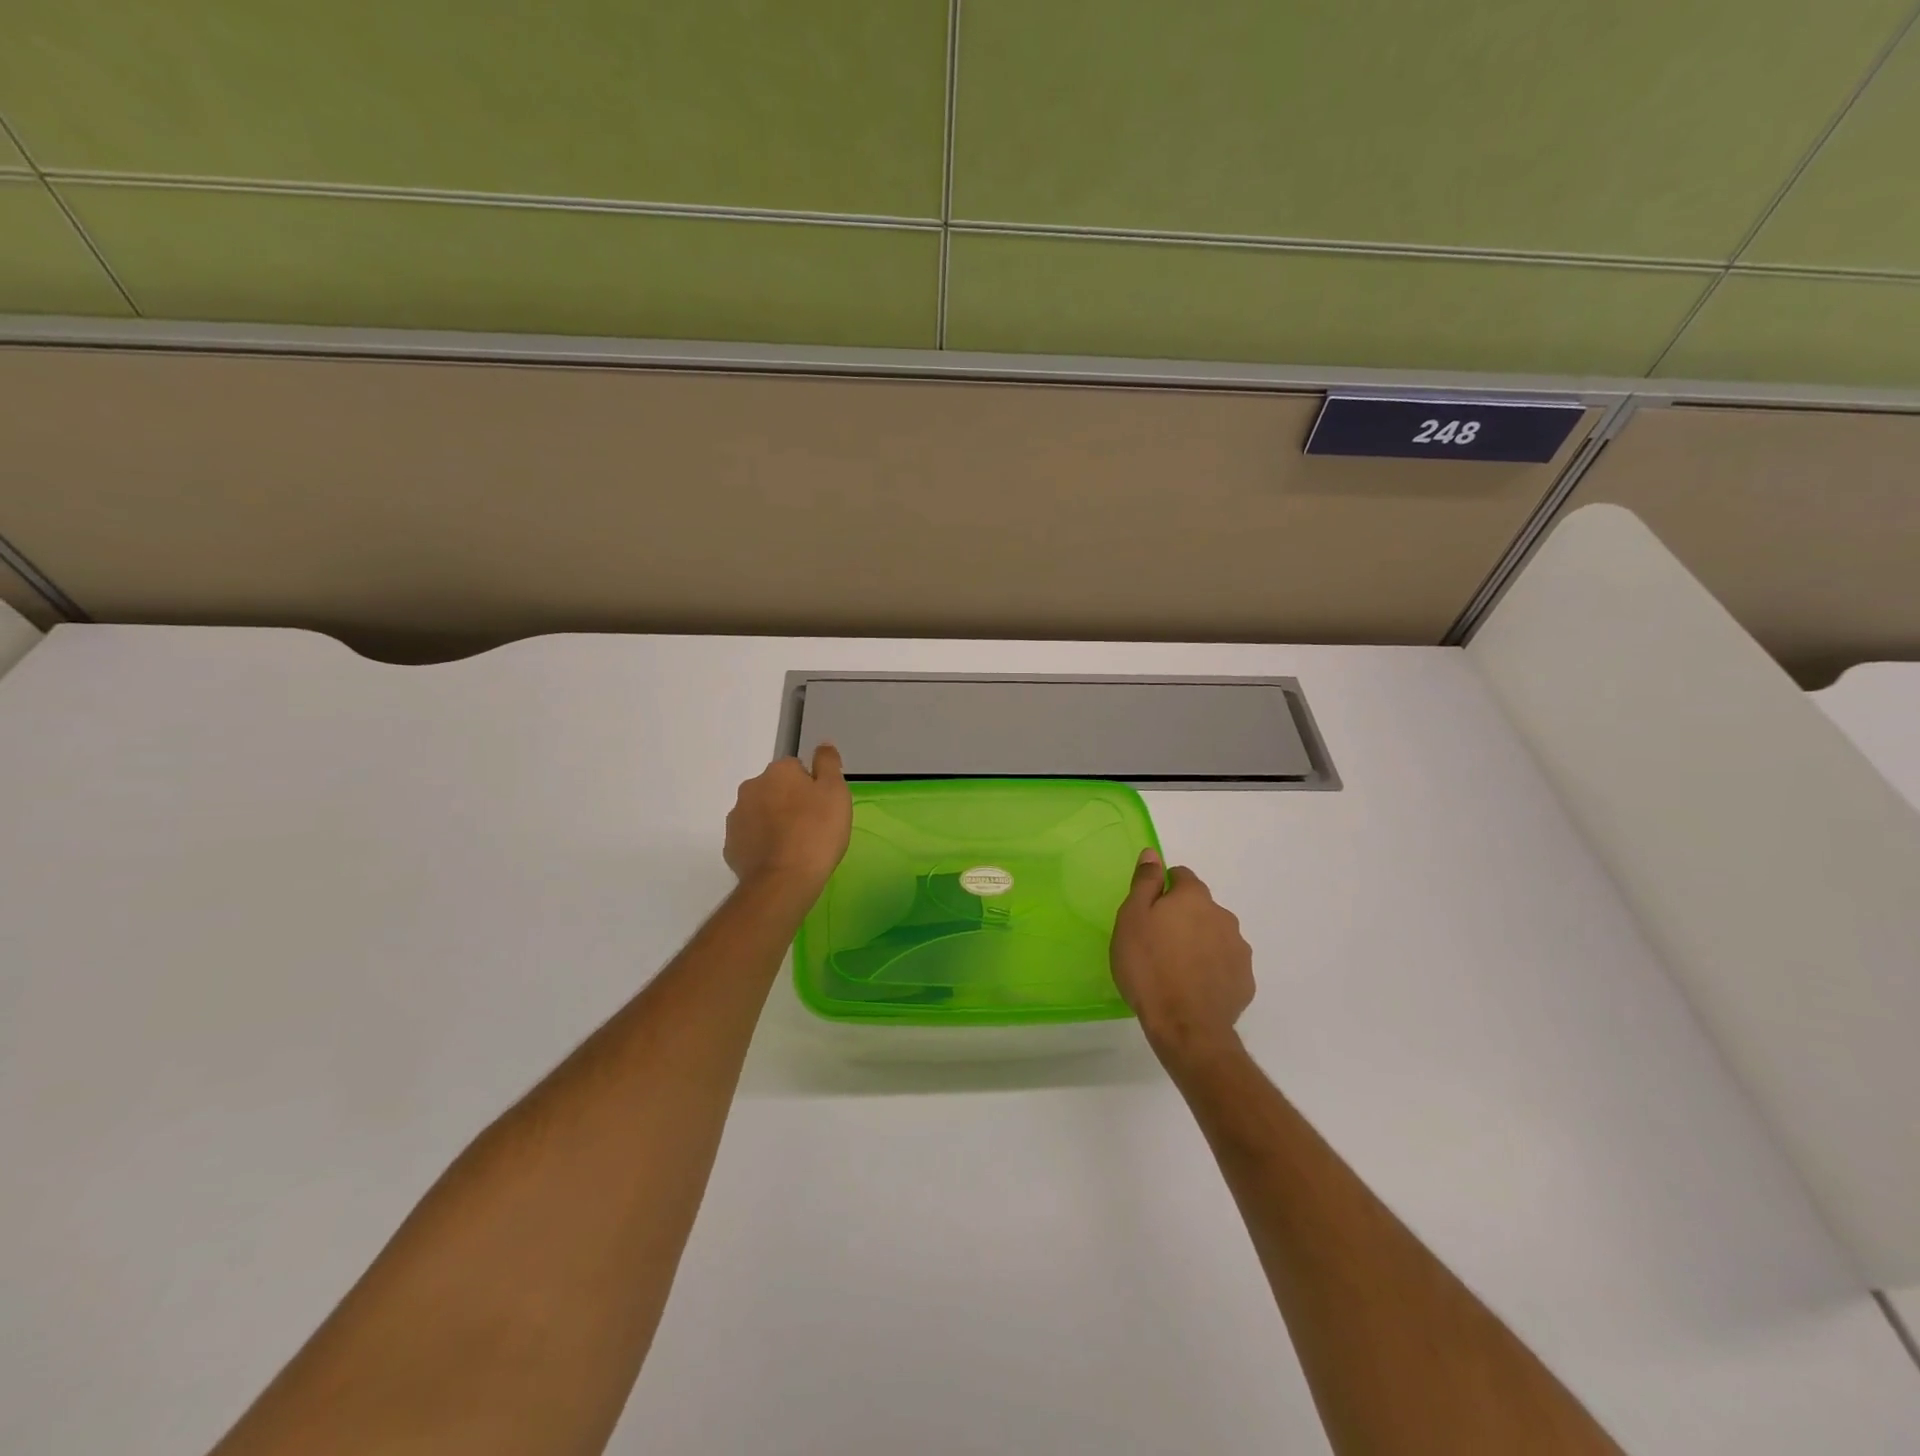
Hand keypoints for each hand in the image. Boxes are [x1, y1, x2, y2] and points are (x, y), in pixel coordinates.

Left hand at [724, 744, 852, 897]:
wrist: (784, 881)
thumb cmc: (816, 832)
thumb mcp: (835, 793)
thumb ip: (828, 763)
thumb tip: (823, 745)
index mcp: (778, 771)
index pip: (797, 769)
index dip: (812, 787)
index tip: (822, 807)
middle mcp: (752, 787)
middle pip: (776, 789)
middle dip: (790, 802)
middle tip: (811, 827)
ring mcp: (736, 817)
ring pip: (760, 812)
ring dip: (774, 822)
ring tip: (794, 846)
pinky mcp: (730, 846)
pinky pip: (750, 837)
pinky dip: (762, 844)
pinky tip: (778, 859)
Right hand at [1110, 849, 1253, 1064]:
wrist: (1186, 1027)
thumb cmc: (1149, 967)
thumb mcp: (1132, 919)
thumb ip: (1144, 883)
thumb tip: (1152, 853)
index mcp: (1194, 898)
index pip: (1180, 876)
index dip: (1162, 889)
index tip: (1148, 912)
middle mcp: (1223, 916)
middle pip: (1199, 906)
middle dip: (1182, 917)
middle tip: (1157, 943)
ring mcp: (1239, 949)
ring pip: (1214, 934)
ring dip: (1199, 942)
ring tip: (1175, 968)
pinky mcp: (1245, 980)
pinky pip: (1225, 964)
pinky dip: (1211, 968)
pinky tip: (1193, 987)